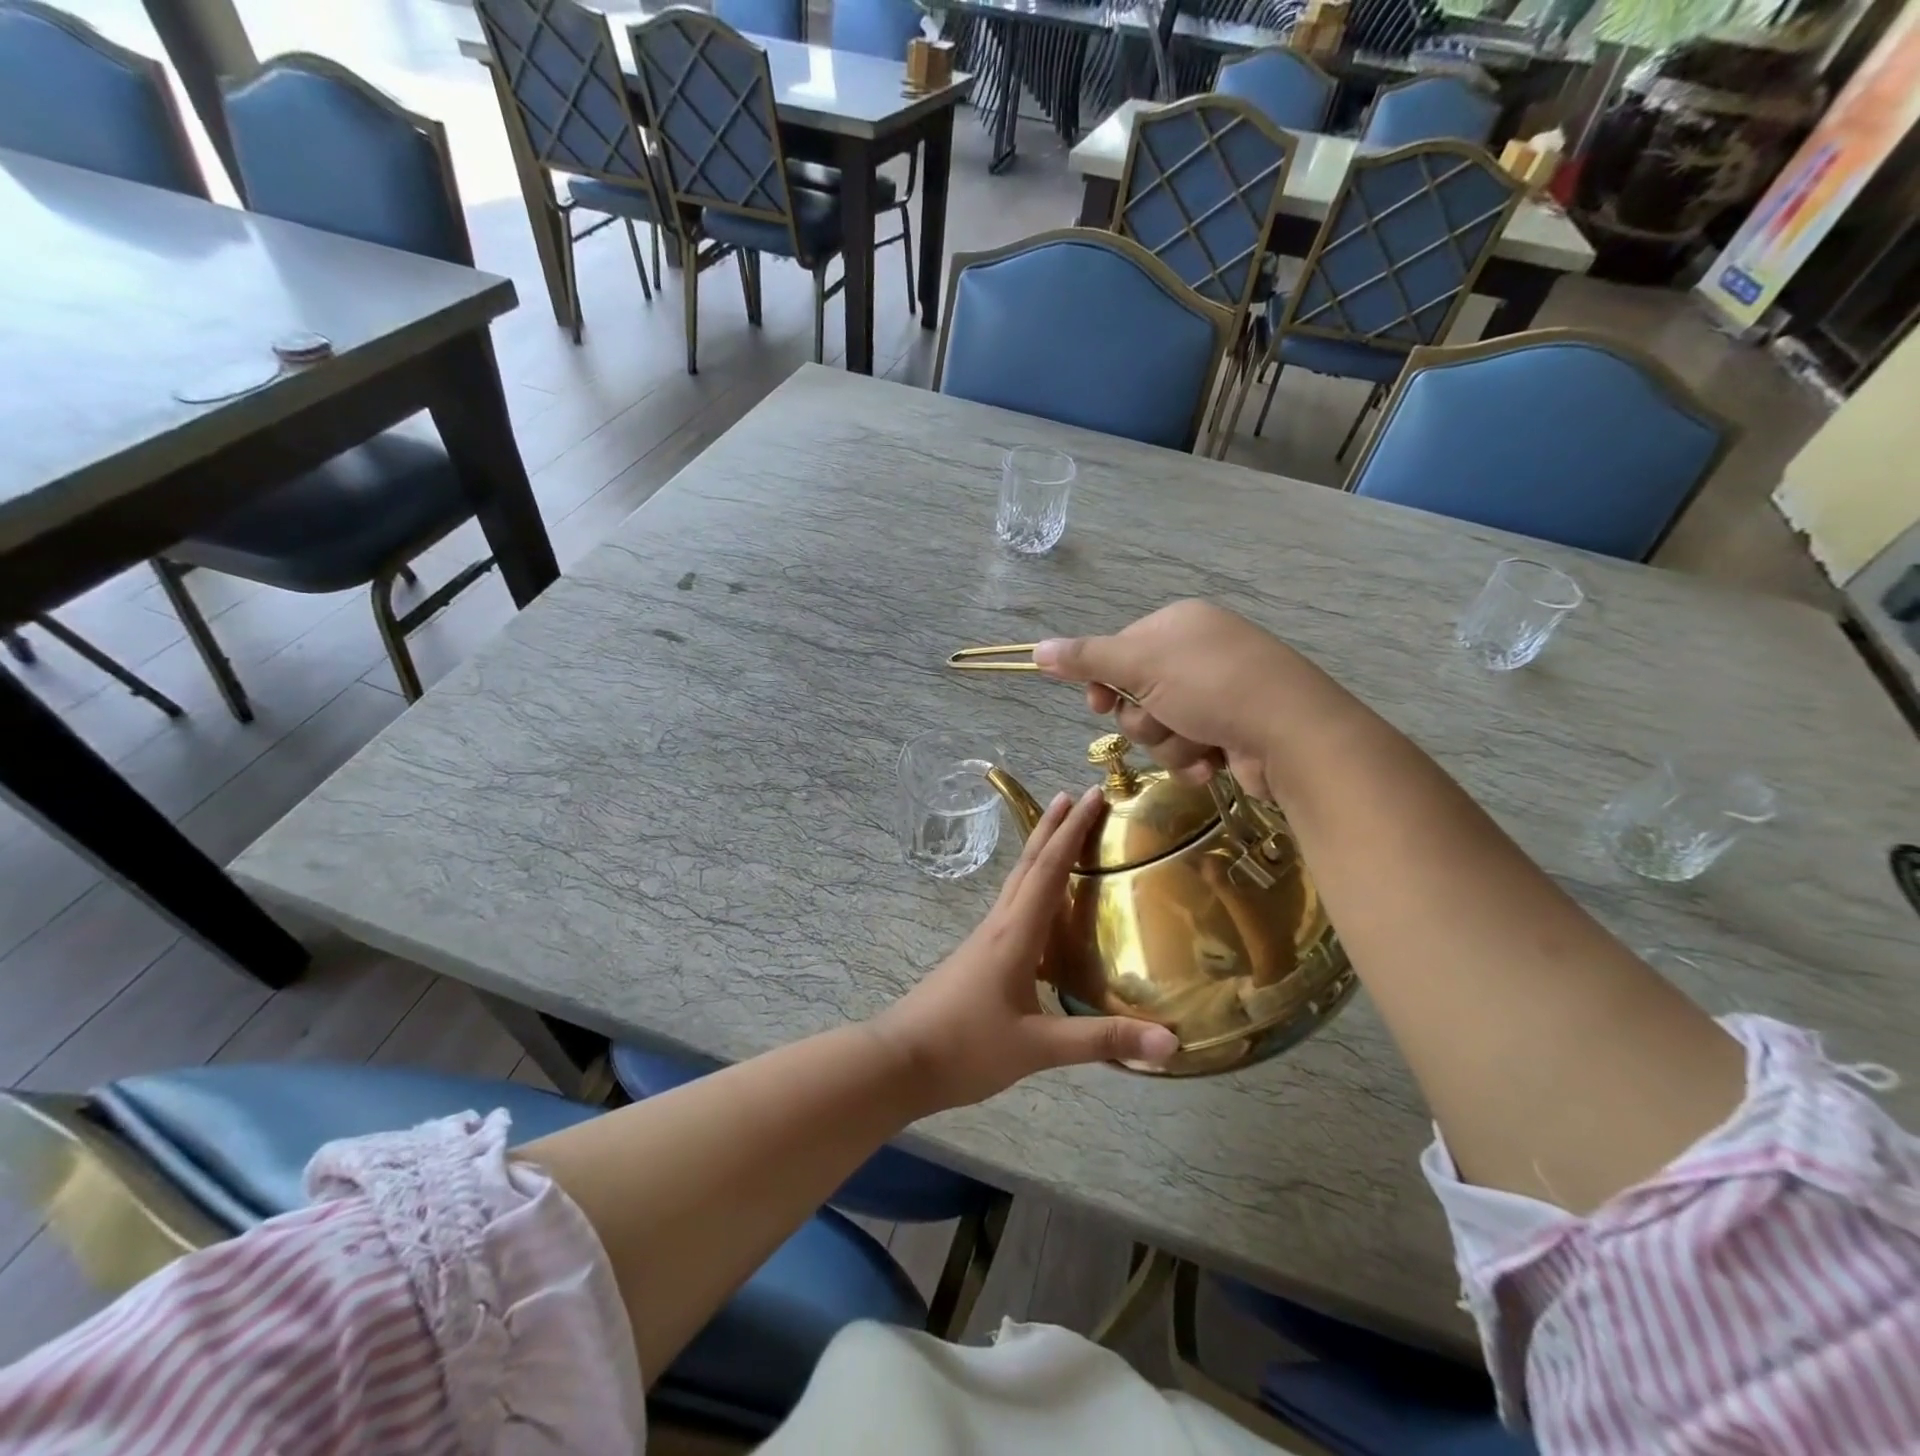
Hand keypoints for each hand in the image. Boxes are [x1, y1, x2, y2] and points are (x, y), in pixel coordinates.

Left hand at [874, 787, 1179, 1110]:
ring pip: (1016, 883)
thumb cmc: (965, 1048)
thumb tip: (1171, 1042)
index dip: (1072, 831)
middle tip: (1075, 795)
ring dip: (1040, 852)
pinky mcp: (977, 958)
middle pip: (1028, 864)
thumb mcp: (1037, 1048)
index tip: (1091, 795)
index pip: (1048, 869)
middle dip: (1053, 827)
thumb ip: (1101, 1041)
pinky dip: (1031, 887)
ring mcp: (983, 941)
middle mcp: (998, 926)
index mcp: (1014, 935)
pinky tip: (1040, 906)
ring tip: (1061, 834)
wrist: (898, 1062)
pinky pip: (1011, 907)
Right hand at [1034, 599, 1305, 802]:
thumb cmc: (1212, 687)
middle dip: (1144, 719)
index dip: (1104, 681)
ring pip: (1159, 727)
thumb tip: (1036, 649)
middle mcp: (1197, 654)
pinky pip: (1187, 748)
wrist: (1292, 733)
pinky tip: (1213, 760)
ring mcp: (1218, 694)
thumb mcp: (1140, 665)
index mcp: (1178, 625)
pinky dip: (1193, 759)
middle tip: (1163, 719)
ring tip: (1199, 741)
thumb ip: (1085, 659)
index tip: (1097, 703)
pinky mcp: (1231, 731)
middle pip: (1136, 694)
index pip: (1119, 651)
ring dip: (1170, 743)